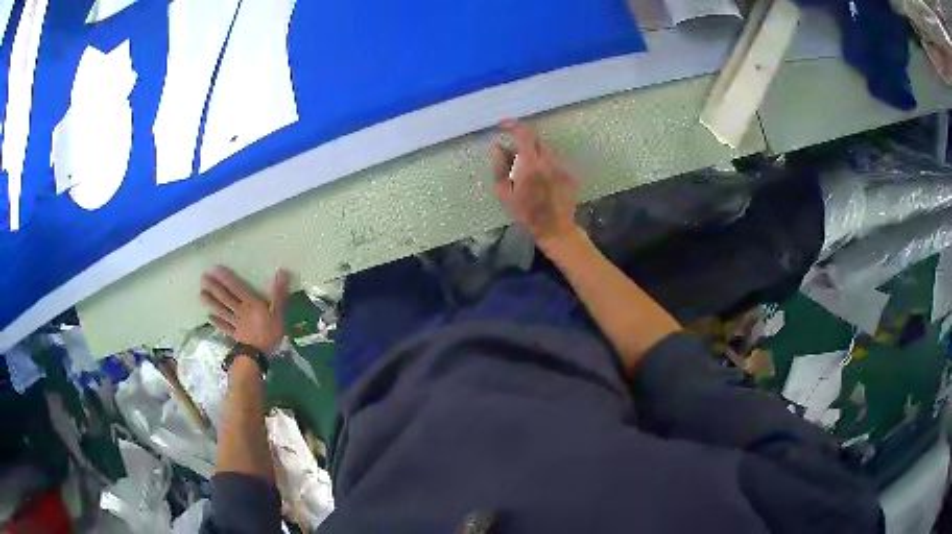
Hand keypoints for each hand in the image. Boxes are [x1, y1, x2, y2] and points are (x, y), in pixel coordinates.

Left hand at [199, 266, 289, 353]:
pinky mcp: (235, 335)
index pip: (236, 287)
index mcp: (250, 304)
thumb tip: (282, 271)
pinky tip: (209, 317)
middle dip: (214, 288)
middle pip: (225, 298)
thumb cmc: (269, 333)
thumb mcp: (278, 312)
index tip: (214, 268)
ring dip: (211, 302)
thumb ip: (278, 293)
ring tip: (200, 294)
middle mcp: (240, 311)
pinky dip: (217, 322)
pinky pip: (224, 327)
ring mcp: (236, 324)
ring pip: (222, 310)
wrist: (258, 356)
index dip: (226, 278)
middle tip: (202, 278)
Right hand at [491, 119, 581, 252]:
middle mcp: (548, 160)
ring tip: (527, 170)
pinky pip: (554, 159)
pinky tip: (541, 179)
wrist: (554, 227)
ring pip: (545, 149)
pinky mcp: (568, 172)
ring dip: (534, 153)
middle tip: (513, 154)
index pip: (523, 133)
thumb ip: (499, 166)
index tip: (503, 126)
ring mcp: (561, 165)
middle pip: (535, 139)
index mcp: (530, 164)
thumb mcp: (504, 192)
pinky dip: (544, 162)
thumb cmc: (526, 212)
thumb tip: (497, 146)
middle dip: (522, 141)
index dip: (512, 125)